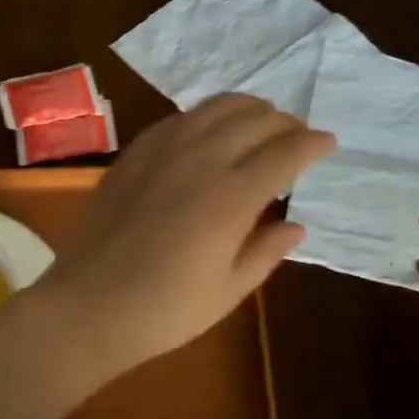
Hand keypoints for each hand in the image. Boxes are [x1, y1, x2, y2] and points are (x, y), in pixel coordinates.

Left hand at [33, 94, 335, 387]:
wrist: (89, 306)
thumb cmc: (165, 310)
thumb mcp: (228, 290)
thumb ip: (266, 251)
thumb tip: (296, 225)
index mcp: (232, 196)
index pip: (285, 153)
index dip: (313, 144)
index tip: (329, 143)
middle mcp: (200, 160)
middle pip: (253, 120)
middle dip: (284, 122)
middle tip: (297, 134)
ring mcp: (161, 152)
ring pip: (213, 108)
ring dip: (246, 108)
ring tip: (260, 119)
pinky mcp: (132, 156)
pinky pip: (176, 119)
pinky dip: (204, 116)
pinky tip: (207, 129)